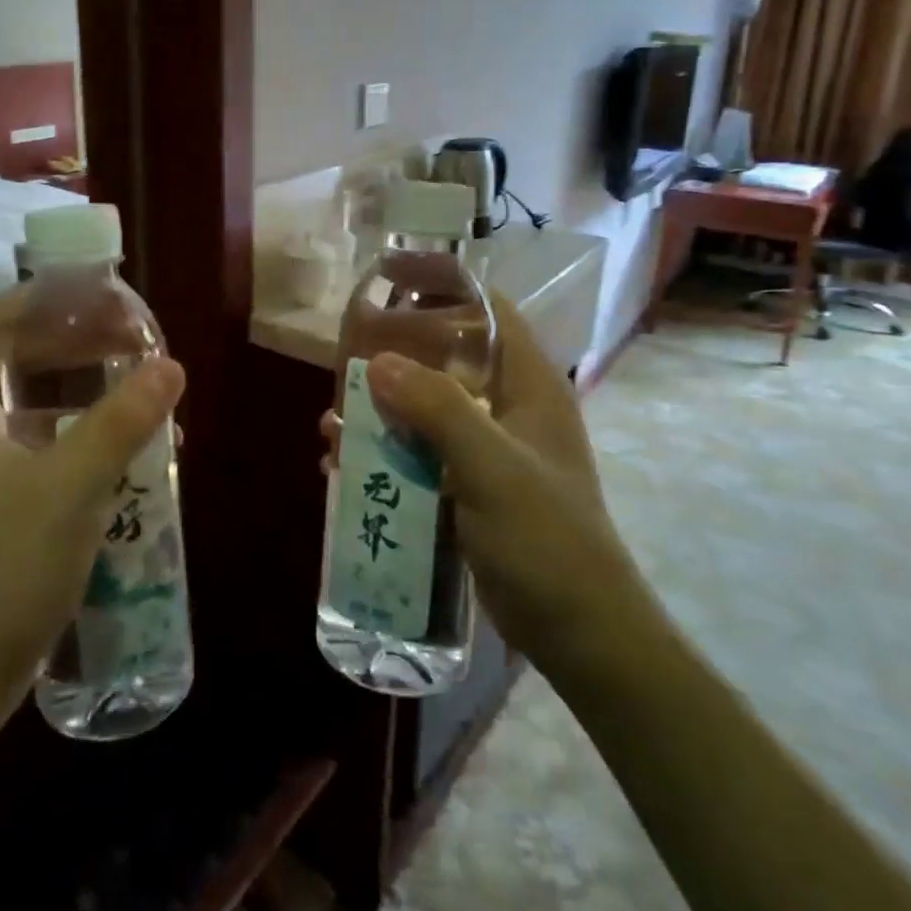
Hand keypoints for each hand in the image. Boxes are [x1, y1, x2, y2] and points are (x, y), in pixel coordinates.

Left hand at [0, 290, 185, 728]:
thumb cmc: (0, 569)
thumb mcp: (72, 485)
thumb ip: (123, 419)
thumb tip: (172, 364)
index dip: (43, 299)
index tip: (99, 291)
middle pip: (15, 361)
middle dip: (75, 343)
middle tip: (134, 339)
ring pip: (31, 410)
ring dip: (84, 394)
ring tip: (140, 390)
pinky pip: (38, 452)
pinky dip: (79, 440)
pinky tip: (124, 457)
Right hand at [321, 296, 641, 663]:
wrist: (578, 632)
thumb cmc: (546, 538)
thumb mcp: (491, 467)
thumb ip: (438, 409)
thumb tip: (377, 363)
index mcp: (529, 385)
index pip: (490, 311)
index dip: (444, 285)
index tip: (391, 278)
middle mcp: (507, 407)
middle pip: (447, 357)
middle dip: (395, 355)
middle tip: (344, 357)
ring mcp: (487, 448)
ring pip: (426, 409)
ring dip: (380, 412)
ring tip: (332, 422)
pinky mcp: (468, 485)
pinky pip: (419, 453)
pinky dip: (384, 453)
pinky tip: (343, 468)